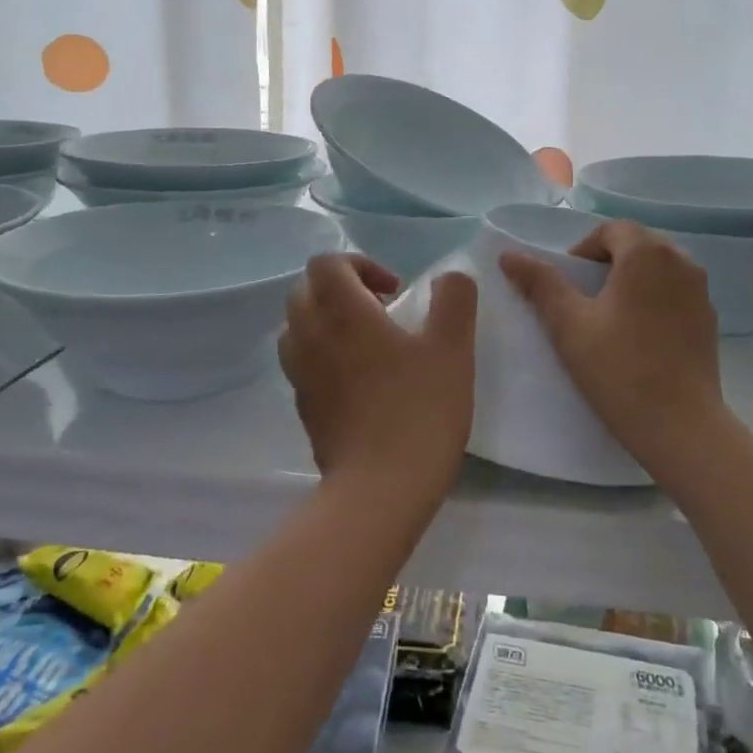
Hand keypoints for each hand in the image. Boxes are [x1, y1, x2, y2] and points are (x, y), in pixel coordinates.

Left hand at [279, 254, 477, 506]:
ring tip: (367, 342)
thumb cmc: (420, 411)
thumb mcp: (453, 348)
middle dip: (341, 288)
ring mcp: (301, 374)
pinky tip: (360, 379)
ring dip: (327, 320)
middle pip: (305, 290)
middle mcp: (312, 336)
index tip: (394, 291)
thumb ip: (454, 300)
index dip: (360, 264)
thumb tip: (449, 277)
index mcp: (343, 313)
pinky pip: (302, 362)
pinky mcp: (303, 406)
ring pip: (298, 326)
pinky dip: (323, 354)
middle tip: (381, 311)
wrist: (381, 489)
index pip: (326, 264)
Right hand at [500, 221, 723, 474]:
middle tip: (582, 300)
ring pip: (658, 269)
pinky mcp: (709, 319)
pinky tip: (639, 337)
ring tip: (609, 317)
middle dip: (606, 263)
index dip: (583, 250)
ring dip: (631, 280)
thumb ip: (540, 284)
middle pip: (636, 245)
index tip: (567, 284)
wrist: (681, 426)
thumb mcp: (569, 325)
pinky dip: (653, 300)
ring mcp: (701, 291)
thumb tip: (509, 255)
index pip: (610, 230)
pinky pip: (675, 293)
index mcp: (647, 253)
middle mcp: (681, 260)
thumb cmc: (619, 369)